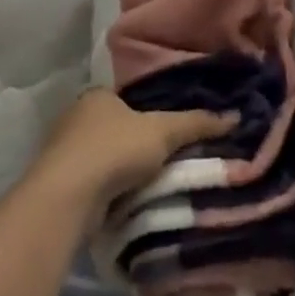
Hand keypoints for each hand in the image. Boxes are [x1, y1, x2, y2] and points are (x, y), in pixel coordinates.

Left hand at [32, 90, 236, 226]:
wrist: (67, 196)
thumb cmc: (114, 150)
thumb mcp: (162, 132)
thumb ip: (195, 124)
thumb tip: (235, 116)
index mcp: (97, 95)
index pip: (128, 99)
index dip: (148, 113)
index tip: (169, 132)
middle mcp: (76, 117)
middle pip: (115, 127)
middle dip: (135, 143)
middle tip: (165, 159)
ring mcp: (63, 150)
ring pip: (102, 156)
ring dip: (121, 169)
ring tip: (150, 183)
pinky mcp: (59, 182)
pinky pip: (92, 181)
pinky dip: (108, 189)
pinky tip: (124, 200)